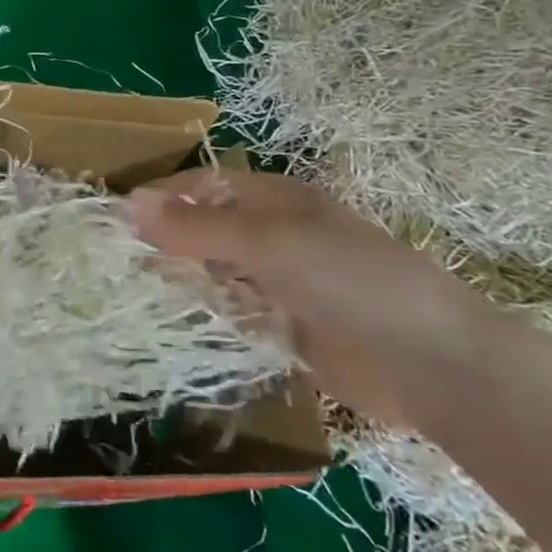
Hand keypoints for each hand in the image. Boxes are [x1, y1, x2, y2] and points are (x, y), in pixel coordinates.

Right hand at [130, 167, 490, 427]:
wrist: (433, 366)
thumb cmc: (349, 282)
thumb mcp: (267, 243)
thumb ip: (197, 227)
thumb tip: (129, 202)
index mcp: (278, 201)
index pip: (206, 185)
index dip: (164, 196)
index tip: (119, 219)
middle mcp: (278, 236)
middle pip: (208, 229)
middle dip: (167, 240)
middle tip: (119, 260)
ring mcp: (284, 284)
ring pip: (217, 273)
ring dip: (183, 279)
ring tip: (136, 292)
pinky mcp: (289, 329)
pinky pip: (235, 314)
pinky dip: (208, 315)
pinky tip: (179, 323)